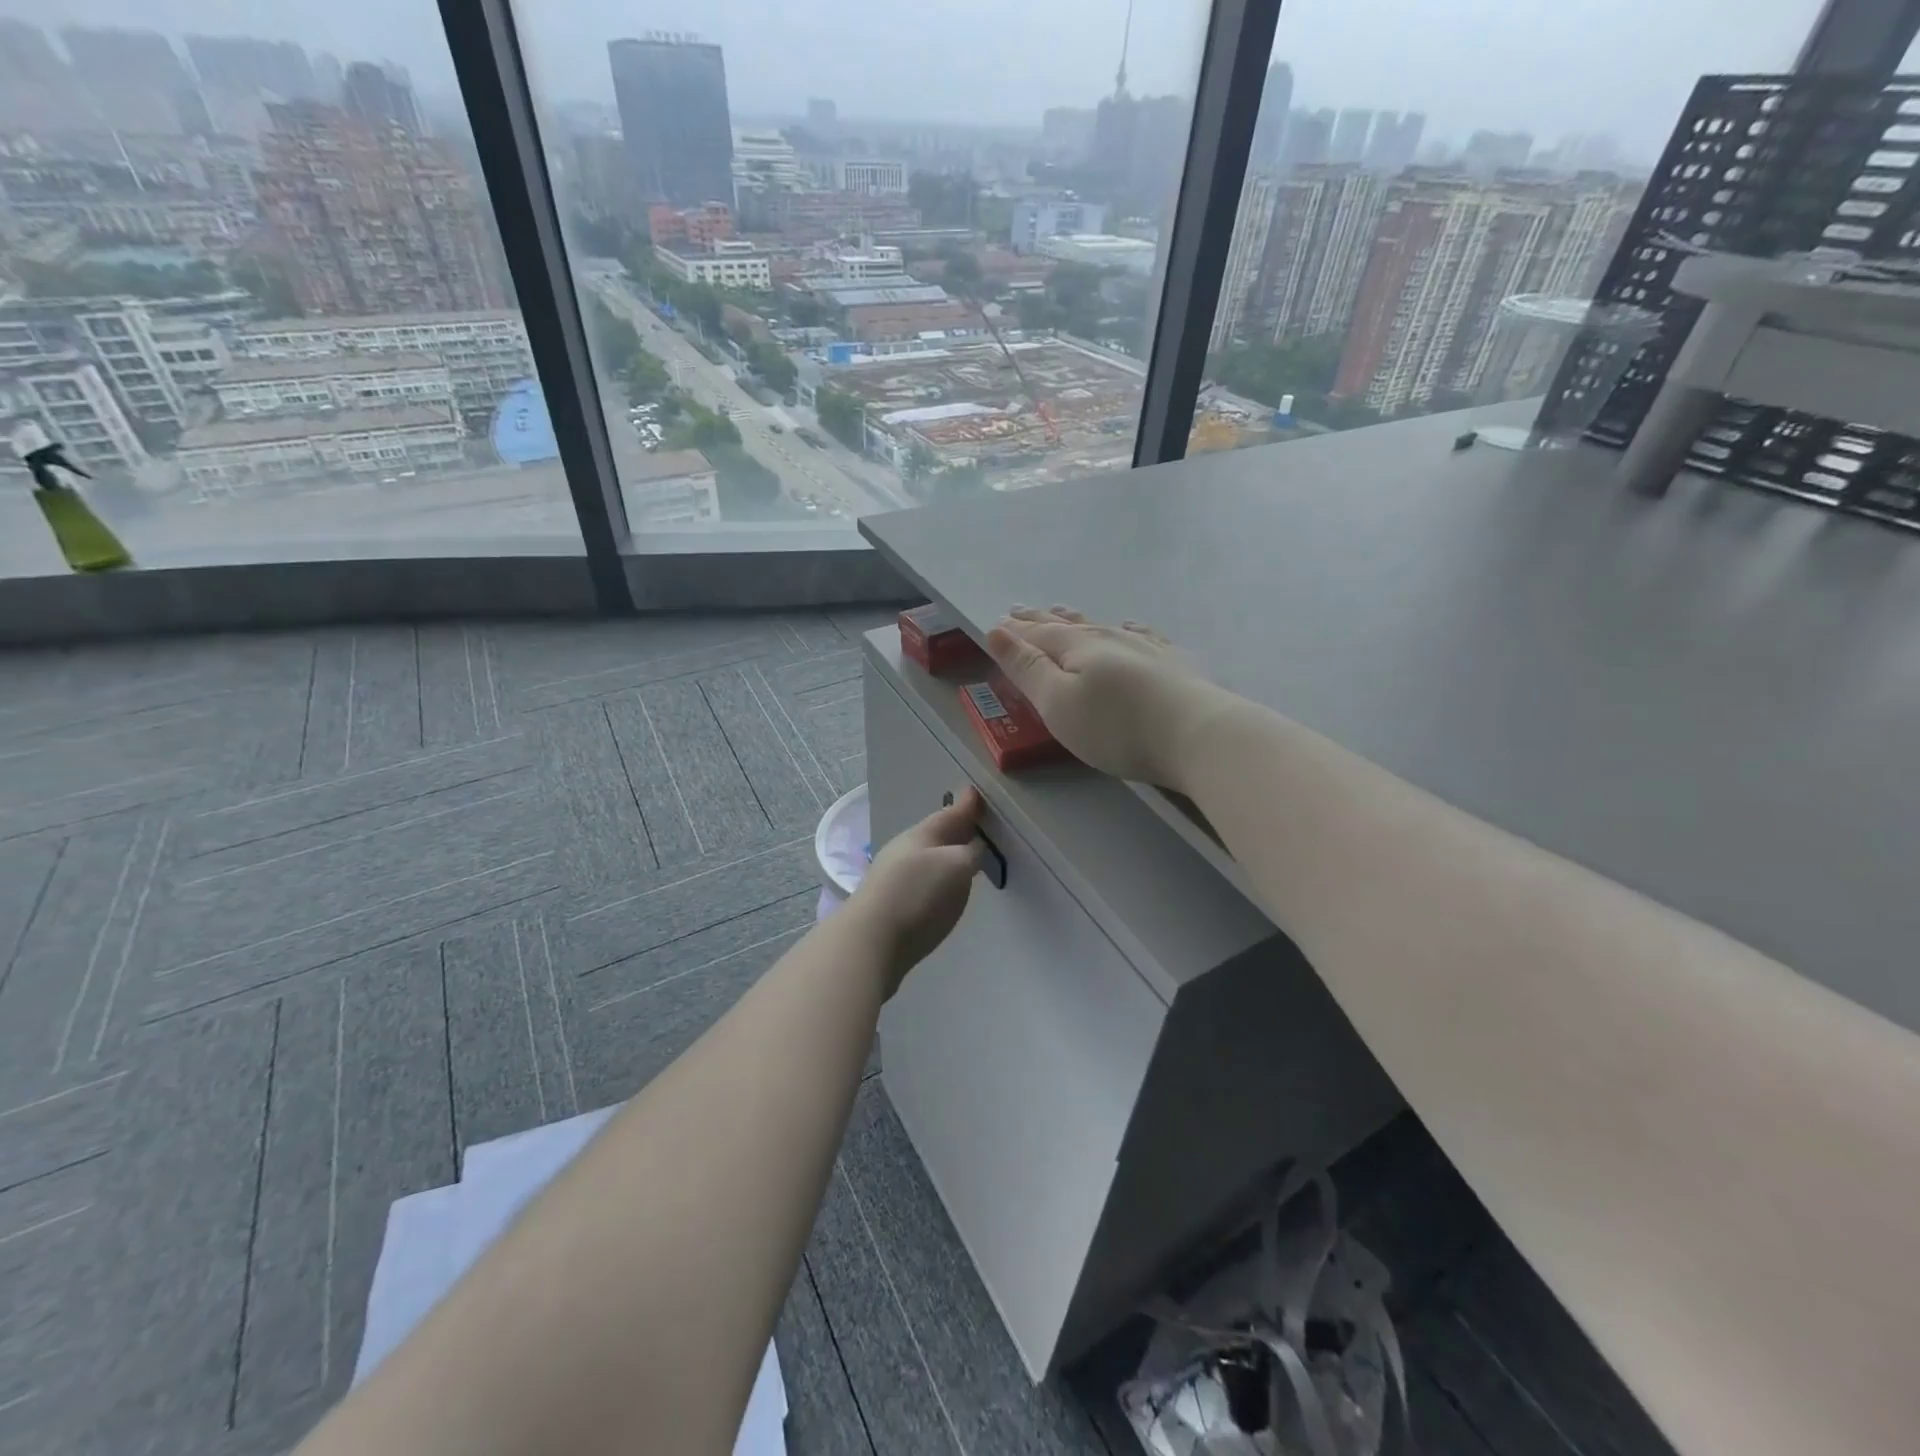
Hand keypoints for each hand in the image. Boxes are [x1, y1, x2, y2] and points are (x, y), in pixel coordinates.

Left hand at [849, 787, 986, 994]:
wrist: (870, 942)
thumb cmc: (917, 895)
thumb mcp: (955, 866)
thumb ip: (970, 853)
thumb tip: (973, 846)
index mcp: (922, 835)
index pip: (949, 814)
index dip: (966, 805)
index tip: (977, 793)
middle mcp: (905, 851)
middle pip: (937, 835)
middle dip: (955, 828)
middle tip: (975, 821)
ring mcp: (894, 878)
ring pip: (928, 857)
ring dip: (946, 853)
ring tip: (965, 854)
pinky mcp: (892, 904)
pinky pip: (922, 879)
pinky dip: (937, 876)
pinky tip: (943, 886)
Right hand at [985, 606, 1233, 792]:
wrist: (1197, 734)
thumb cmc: (1116, 727)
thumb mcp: (1057, 703)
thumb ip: (1027, 668)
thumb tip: (997, 631)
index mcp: (1077, 648)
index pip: (1037, 635)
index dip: (1015, 632)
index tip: (998, 623)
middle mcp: (1109, 638)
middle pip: (1067, 626)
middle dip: (1041, 620)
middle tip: (1021, 611)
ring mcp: (1145, 648)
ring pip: (1102, 626)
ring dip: (1077, 620)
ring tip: (1062, 612)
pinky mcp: (1174, 663)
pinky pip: (1143, 635)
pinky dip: (1128, 629)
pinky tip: (1130, 626)